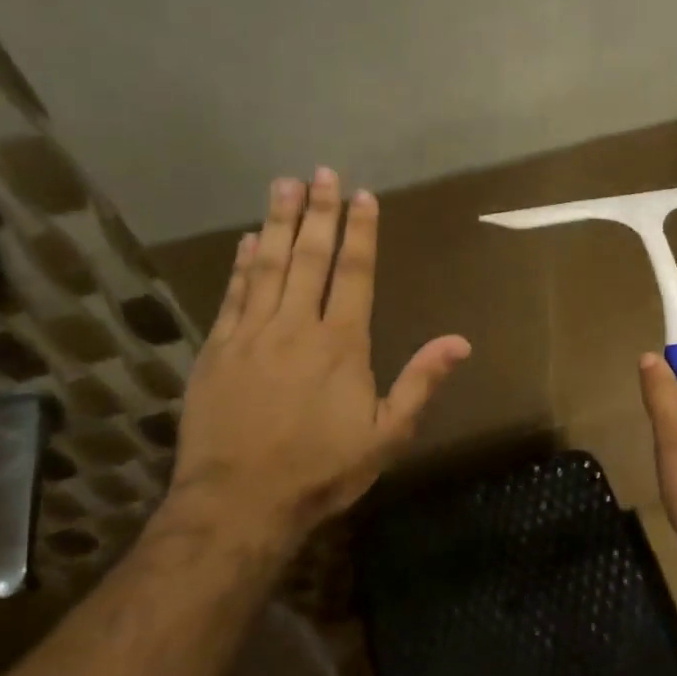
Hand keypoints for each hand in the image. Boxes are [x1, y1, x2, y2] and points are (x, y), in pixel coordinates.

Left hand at [167, 168, 470, 561]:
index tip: (362, 196)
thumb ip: (420, 383)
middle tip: (321, 172)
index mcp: (341, 344)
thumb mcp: (386, 435)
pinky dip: (240, 265)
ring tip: (283, 185)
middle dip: (318, 212)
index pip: (354, 274)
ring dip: (277, 223)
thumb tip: (459, 341)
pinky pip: (232, 296)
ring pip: (267, 266)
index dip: (360, 232)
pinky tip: (245, 241)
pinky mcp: (217, 351)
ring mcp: (251, 335)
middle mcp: (296, 327)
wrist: (239, 502)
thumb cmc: (322, 470)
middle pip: (309, 258)